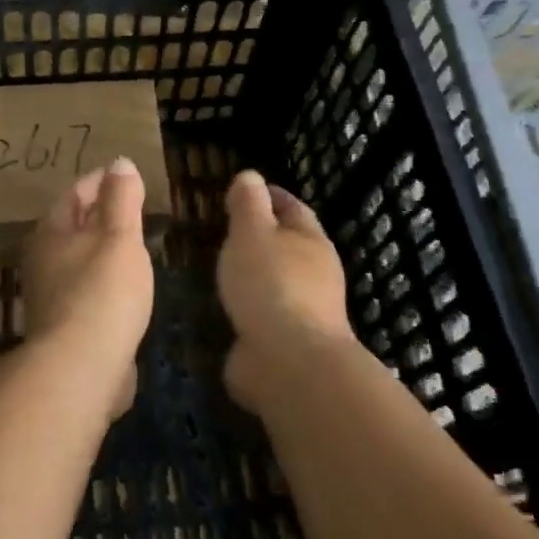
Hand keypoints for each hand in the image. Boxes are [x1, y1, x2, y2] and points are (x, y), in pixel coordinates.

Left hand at [19, 158, 155, 418]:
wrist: (81, 368)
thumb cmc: (102, 292)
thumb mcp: (120, 237)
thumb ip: (122, 199)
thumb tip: (119, 162)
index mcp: (51, 232)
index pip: (74, 194)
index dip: (99, 181)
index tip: (121, 176)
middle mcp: (42, 260)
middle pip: (71, 226)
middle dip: (98, 214)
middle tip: (129, 206)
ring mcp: (49, 296)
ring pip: (78, 260)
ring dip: (100, 249)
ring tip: (130, 244)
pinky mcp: (63, 327)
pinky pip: (86, 290)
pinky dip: (103, 280)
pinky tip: (123, 288)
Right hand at [217, 170, 355, 414]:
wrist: (288, 362)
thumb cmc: (270, 283)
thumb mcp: (252, 232)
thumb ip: (248, 204)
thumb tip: (250, 176)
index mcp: (311, 242)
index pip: (293, 208)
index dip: (271, 196)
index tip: (247, 190)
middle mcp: (315, 275)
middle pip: (290, 246)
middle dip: (264, 237)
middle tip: (228, 229)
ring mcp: (304, 312)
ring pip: (277, 282)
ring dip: (255, 275)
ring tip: (223, 269)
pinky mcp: (287, 344)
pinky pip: (264, 315)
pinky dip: (248, 307)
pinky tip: (227, 308)